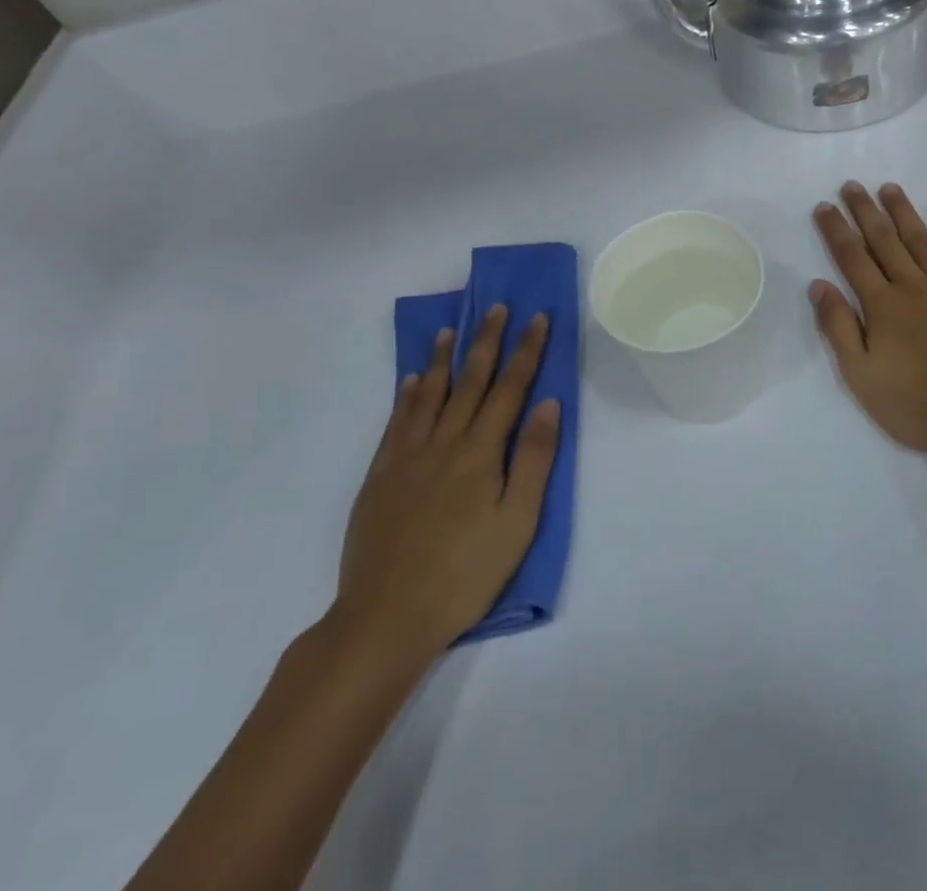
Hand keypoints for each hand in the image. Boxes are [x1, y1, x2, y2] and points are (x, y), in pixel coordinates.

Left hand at [329, 305, 559, 667]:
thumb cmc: (465, 574)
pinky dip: (406, 397)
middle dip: (487, 341)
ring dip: (443, 359)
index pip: (510, 389)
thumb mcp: (517, 523)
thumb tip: (547, 403)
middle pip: (470, 382)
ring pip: (428, 395)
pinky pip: (396, 423)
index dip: (526, 351)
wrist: (386, 618)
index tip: (537, 319)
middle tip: (497, 307)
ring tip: (450, 330)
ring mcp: (406, 458)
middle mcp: (443, 443)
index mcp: (480, 453)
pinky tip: (409, 381)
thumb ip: (534, 460)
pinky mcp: (379, 477)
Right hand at [810, 183, 926, 473]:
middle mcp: (914, 287)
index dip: (836, 230)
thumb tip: (819, 285)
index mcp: (882, 307)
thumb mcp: (863, 378)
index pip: (852, 258)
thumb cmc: (921, 407)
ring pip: (922, 240)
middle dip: (865, 211)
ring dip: (904, 212)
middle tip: (852, 185)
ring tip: (889, 189)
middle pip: (884, 241)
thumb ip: (839, 329)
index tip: (824, 206)